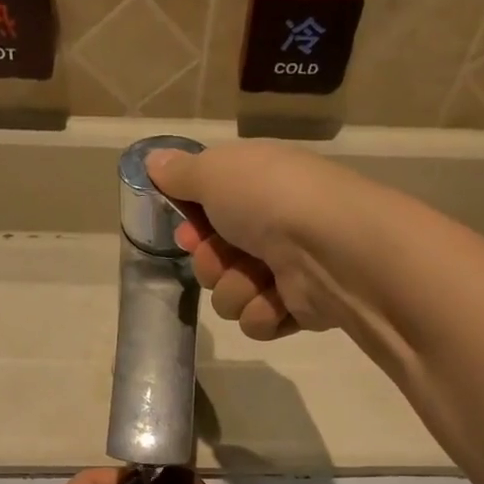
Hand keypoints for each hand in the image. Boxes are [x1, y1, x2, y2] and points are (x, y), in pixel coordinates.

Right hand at [146, 141, 377, 339]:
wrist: (328, 249)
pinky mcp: (298, 309)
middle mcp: (271, 228)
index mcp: (256, 188)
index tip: (187, 233)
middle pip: (213, 261)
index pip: (207, 214)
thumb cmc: (269, 200)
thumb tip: (154, 161)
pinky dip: (263, 313)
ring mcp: (286, 271)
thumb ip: (181, 173)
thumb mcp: (214, 172)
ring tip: (261, 279)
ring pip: (230, 297)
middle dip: (212, 263)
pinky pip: (256, 322)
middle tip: (227, 256)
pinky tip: (279, 301)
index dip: (191, 228)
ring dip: (238, 289)